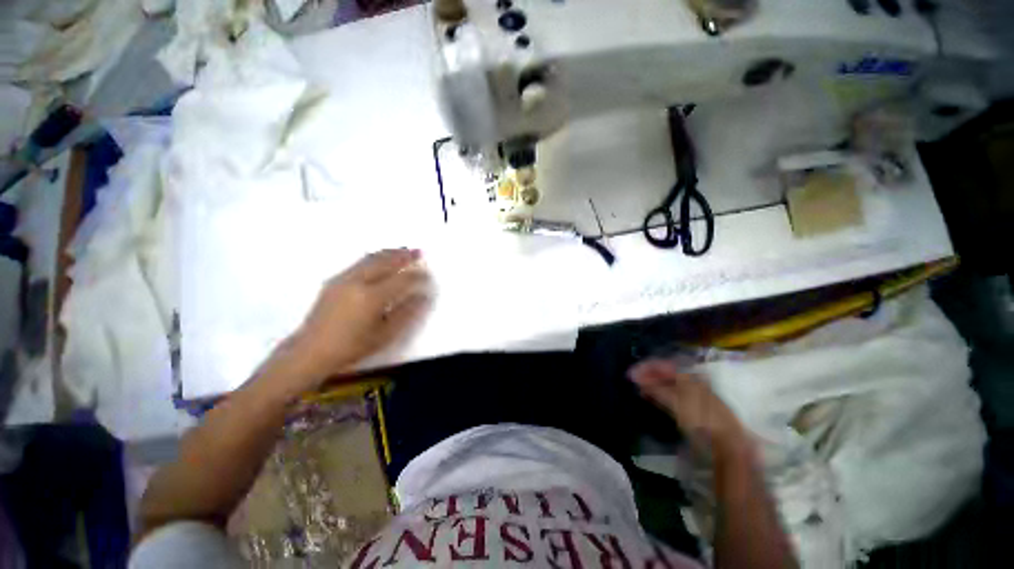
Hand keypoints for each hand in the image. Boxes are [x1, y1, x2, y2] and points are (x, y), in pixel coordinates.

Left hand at [281, 249, 431, 385]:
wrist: (311, 351)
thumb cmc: (352, 347)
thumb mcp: (385, 334)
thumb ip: (406, 313)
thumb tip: (422, 297)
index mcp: (372, 297)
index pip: (402, 280)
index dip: (418, 277)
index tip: (428, 276)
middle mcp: (357, 282)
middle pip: (385, 262)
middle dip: (404, 256)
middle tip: (418, 252)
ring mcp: (344, 279)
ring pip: (371, 258)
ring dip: (389, 253)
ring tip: (403, 251)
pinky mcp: (334, 280)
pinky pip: (360, 262)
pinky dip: (375, 257)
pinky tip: (380, 259)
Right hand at [630, 359, 751, 460]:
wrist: (727, 442)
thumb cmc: (701, 418)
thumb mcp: (676, 402)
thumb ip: (655, 388)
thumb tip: (635, 376)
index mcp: (688, 376)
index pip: (662, 364)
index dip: (645, 367)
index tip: (630, 373)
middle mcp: (690, 381)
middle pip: (664, 373)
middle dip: (647, 375)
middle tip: (631, 380)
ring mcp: (691, 393)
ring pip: (666, 383)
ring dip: (651, 384)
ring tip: (638, 388)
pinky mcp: (691, 406)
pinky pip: (670, 393)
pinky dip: (658, 393)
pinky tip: (650, 397)